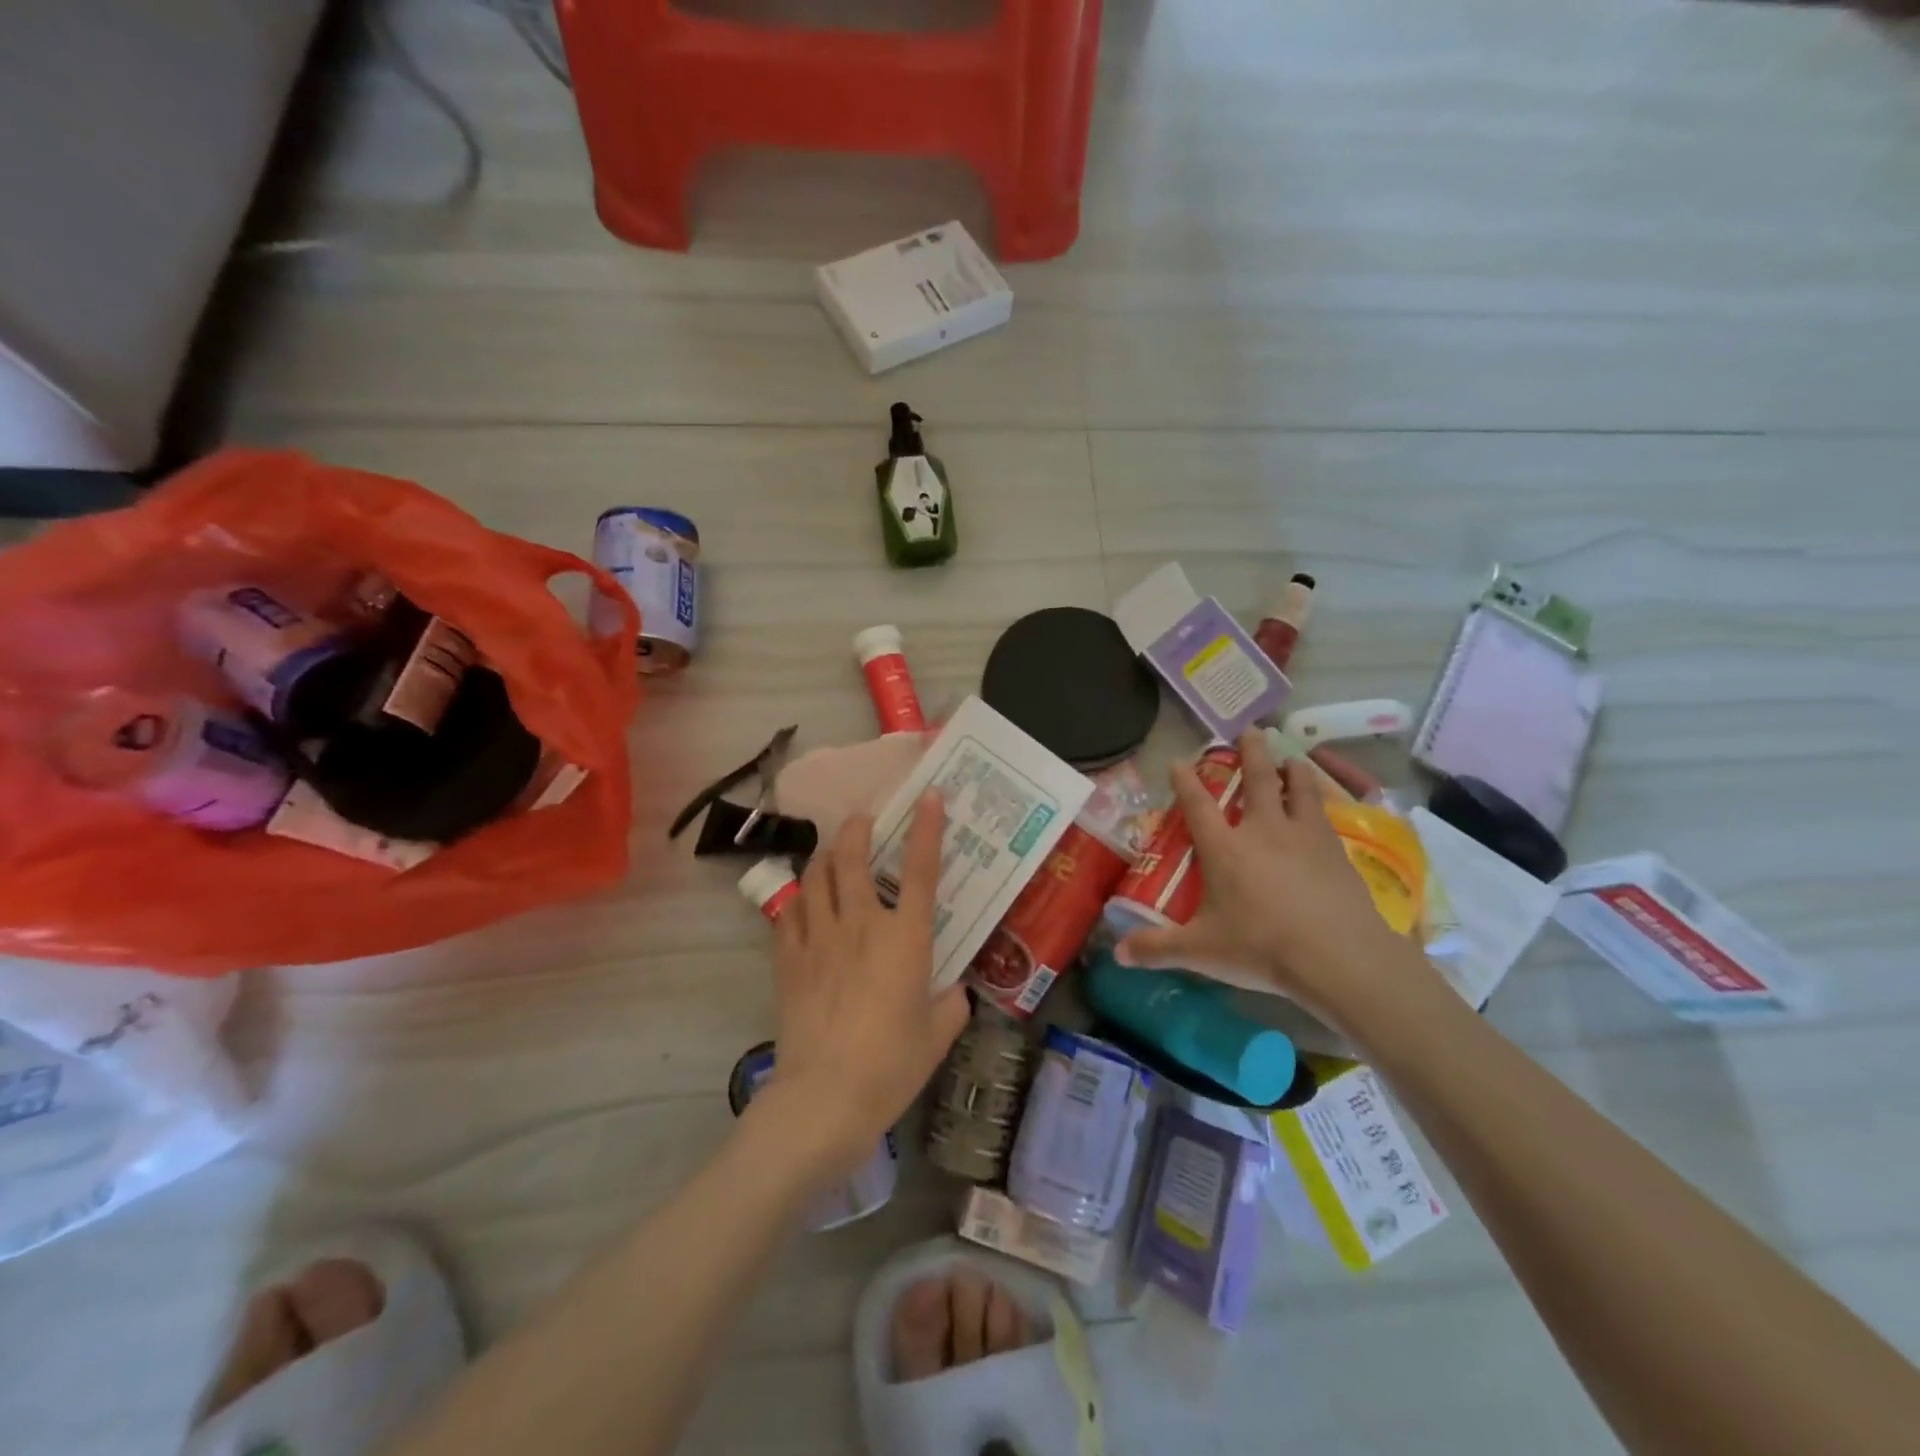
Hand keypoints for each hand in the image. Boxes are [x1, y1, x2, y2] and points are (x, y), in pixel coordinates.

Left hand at [758, 792, 968, 1182]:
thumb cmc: (892, 1064)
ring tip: (833, 854)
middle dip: (859, 830)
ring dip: (826, 857)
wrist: (826, 1095)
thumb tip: (954, 990)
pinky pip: (790, 912)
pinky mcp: (789, 958)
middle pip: (854, 858)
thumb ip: (951, 1005)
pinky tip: (802, 900)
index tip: (930, 796)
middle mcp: (862, 924)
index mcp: (906, 937)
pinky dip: (798, 897)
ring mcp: (820, 937)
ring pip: (816, 876)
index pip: (920, 870)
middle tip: (864, 820)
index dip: (927, 828)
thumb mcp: (937, 1035)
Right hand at [1116, 729, 1432, 1029]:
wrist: (1338, 957)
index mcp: (1225, 849)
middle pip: (1257, 780)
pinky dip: (1322, 803)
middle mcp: (1263, 831)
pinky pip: (1326, 816)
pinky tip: (1324, 809)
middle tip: (1251, 729)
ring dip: (1294, 770)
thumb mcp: (1201, 951)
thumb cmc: (1261, 948)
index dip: (1186, 781)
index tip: (1179, 760)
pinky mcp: (1337, 852)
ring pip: (1300, 789)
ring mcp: (1305, 837)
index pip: (1198, 805)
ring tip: (1292, 759)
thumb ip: (1157, 948)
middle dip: (1251, 752)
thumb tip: (1118, 954)